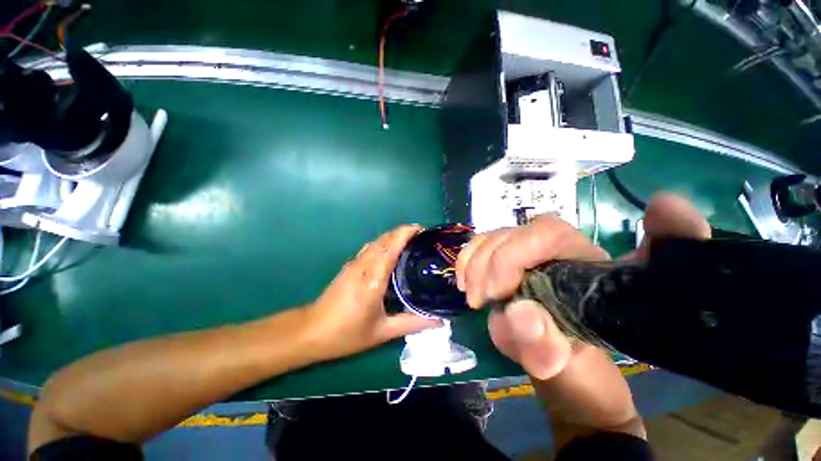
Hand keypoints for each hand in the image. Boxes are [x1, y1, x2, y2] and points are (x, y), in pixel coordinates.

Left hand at [303, 225, 439, 360]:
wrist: (311, 331)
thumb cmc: (347, 333)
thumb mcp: (382, 332)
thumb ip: (411, 323)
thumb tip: (438, 321)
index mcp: (373, 279)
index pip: (391, 247)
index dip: (405, 233)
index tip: (421, 229)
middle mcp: (363, 266)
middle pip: (384, 239)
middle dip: (402, 232)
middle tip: (421, 236)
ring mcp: (354, 264)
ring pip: (376, 242)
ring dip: (392, 236)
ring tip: (410, 242)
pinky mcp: (349, 266)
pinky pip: (369, 248)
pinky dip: (383, 244)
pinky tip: (390, 253)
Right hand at [456, 215, 607, 378]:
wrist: (555, 352)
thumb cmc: (564, 357)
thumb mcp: (558, 362)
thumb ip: (545, 345)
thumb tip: (518, 312)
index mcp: (583, 264)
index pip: (548, 235)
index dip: (511, 257)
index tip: (494, 294)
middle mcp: (556, 246)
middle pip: (512, 234)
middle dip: (485, 266)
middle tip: (477, 301)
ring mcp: (527, 246)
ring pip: (492, 238)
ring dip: (473, 266)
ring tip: (474, 298)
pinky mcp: (506, 251)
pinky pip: (479, 244)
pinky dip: (466, 260)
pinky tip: (464, 281)